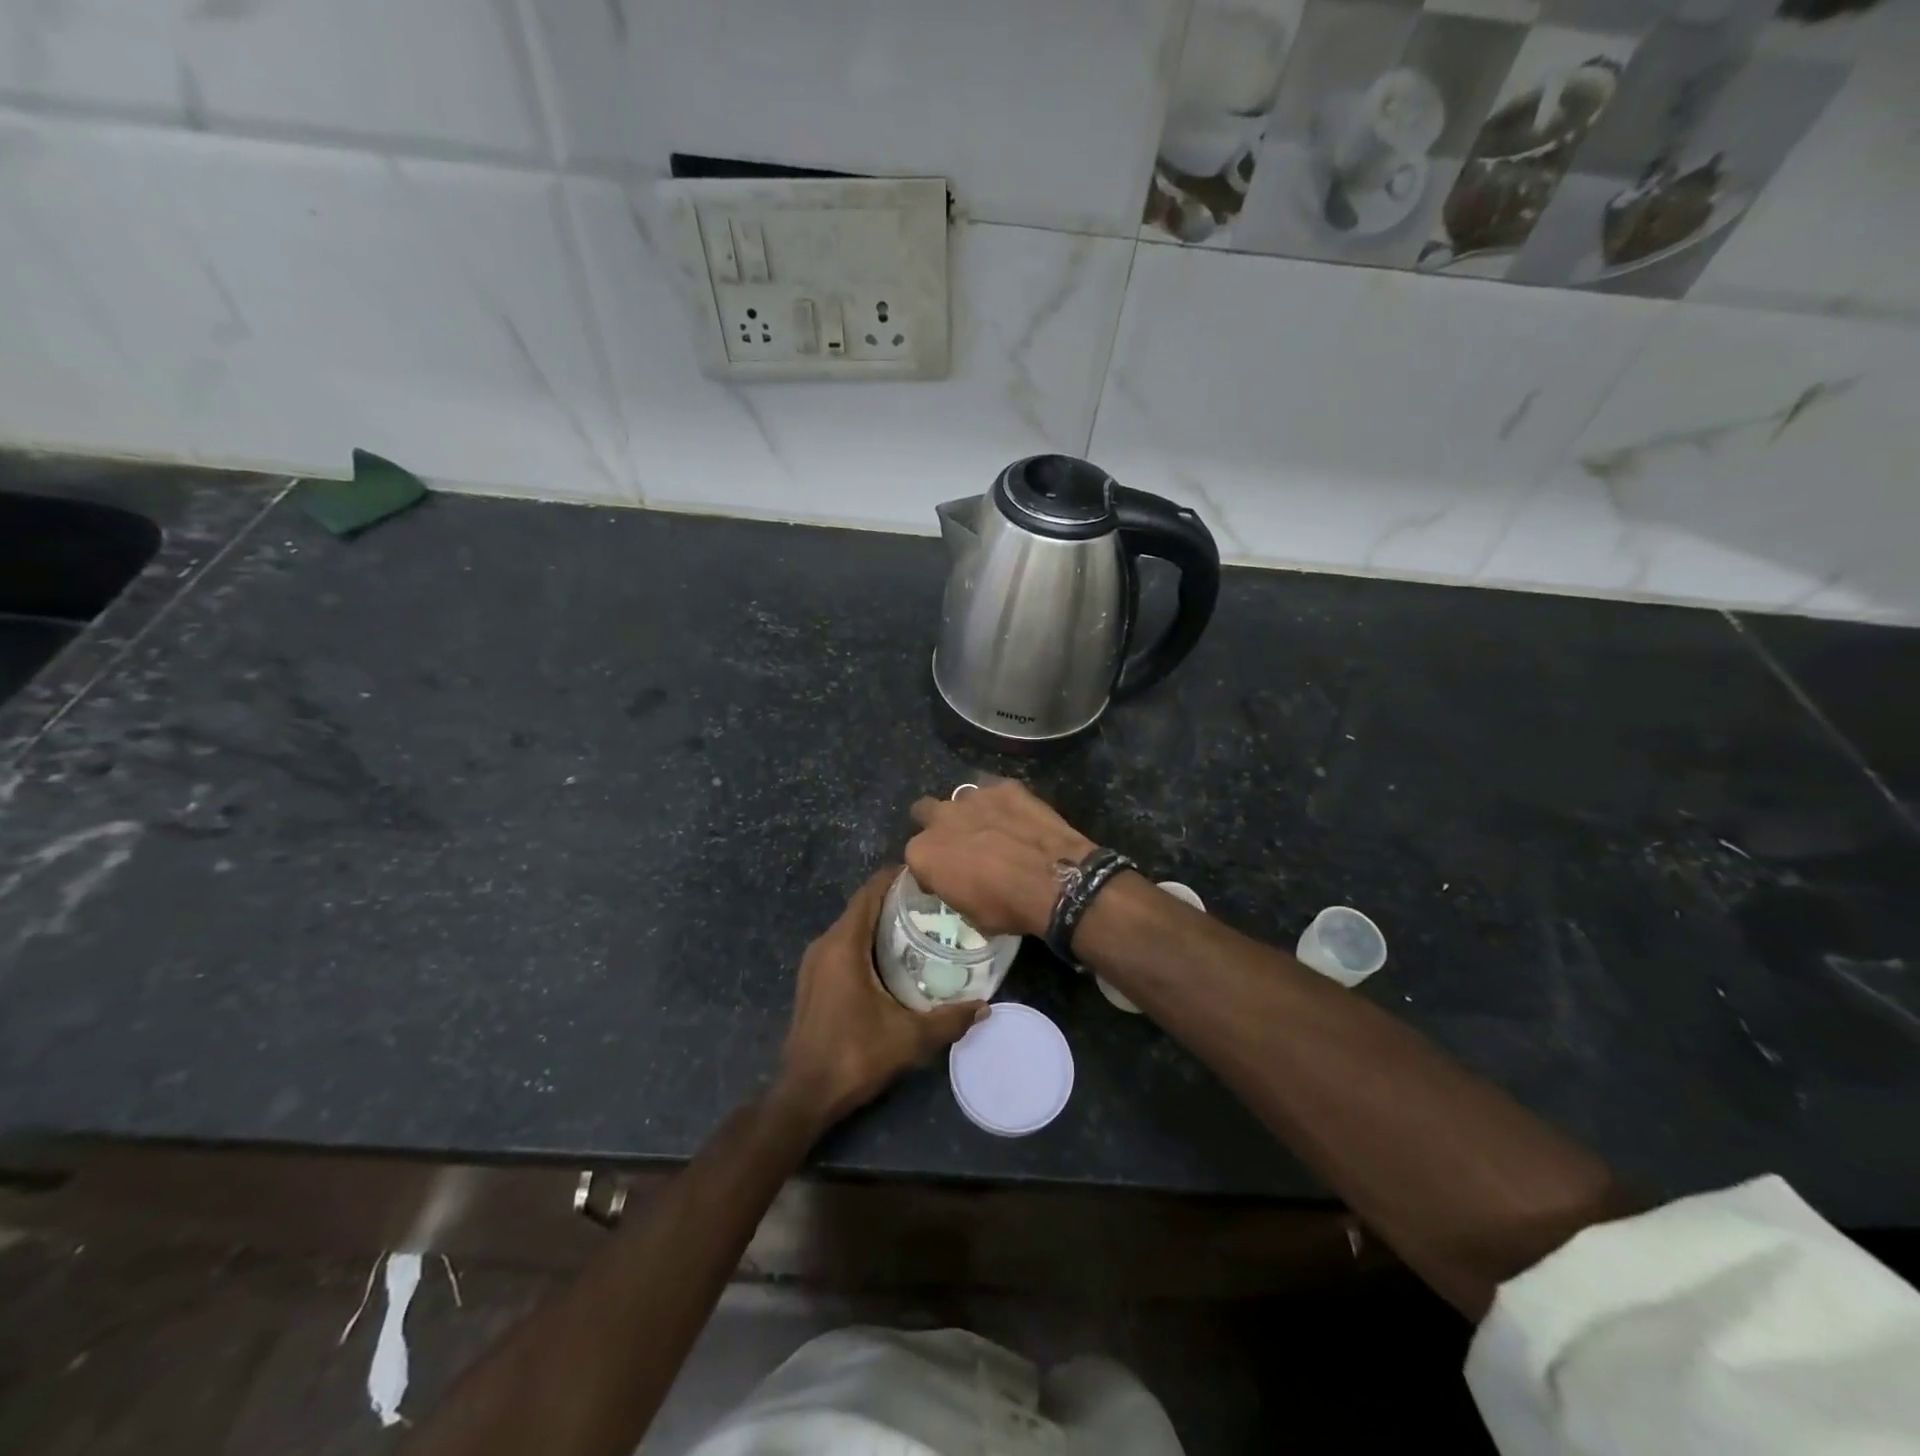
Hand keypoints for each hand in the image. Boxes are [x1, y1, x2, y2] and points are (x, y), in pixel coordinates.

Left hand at [777, 867, 985, 1128]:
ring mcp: (814, 963)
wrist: (805, 1094)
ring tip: (919, 925)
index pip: (869, 893)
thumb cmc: (855, 1055)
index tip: (926, 874)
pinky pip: (843, 944)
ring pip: (851, 926)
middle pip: (861, 907)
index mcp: (843, 945)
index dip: (895, 878)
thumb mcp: (910, 1038)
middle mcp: (825, 945)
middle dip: (894, 899)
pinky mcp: (813, 980)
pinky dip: (867, 940)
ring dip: (880, 921)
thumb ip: (949, 1019)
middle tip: (933, 903)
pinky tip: (893, 956)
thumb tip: (985, 1007)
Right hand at [906, 780, 1095, 937]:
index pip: (916, 857)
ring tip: (991, 829)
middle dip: (937, 825)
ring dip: (969, 813)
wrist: (1056, 881)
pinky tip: (1017, 818)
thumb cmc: (1007, 907)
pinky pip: (994, 791)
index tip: (946, 878)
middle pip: (925, 812)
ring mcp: (973, 797)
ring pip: (959, 798)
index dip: (930, 868)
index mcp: (923, 853)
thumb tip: (959, 883)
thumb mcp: (970, 914)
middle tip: (959, 844)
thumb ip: (953, 888)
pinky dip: (1001, 804)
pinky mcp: (1004, 786)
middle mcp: (940, 818)